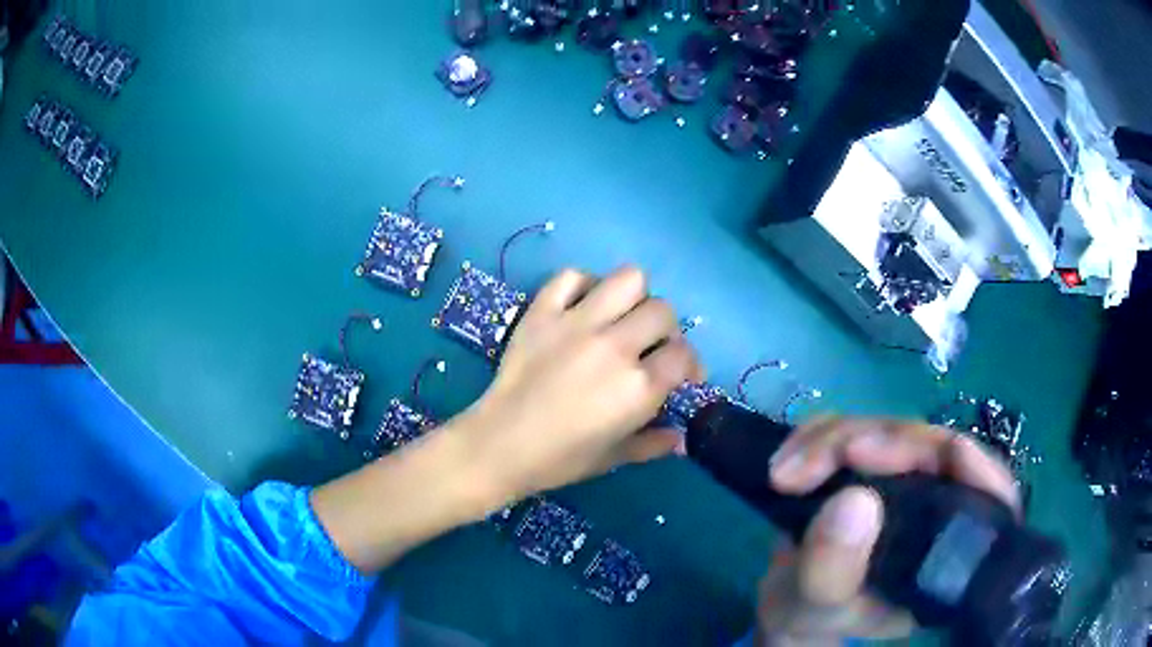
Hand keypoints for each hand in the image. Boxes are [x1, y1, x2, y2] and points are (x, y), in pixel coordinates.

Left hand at [458, 266, 702, 503]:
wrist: (500, 444)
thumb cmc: (560, 459)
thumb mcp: (615, 457)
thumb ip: (653, 444)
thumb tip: (682, 440)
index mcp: (638, 386)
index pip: (683, 354)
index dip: (690, 364)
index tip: (683, 375)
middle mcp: (615, 346)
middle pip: (662, 311)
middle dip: (666, 330)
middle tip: (650, 347)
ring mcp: (577, 323)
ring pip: (628, 279)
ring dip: (634, 297)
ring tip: (622, 317)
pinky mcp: (543, 312)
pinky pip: (571, 277)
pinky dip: (583, 285)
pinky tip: (582, 306)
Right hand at [755, 418, 1019, 645]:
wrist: (792, 604)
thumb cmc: (812, 615)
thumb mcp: (814, 609)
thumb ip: (832, 571)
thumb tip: (855, 500)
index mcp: (949, 553)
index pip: (989, 493)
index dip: (959, 461)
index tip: (890, 457)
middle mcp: (943, 509)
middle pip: (933, 448)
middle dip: (869, 445)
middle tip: (808, 467)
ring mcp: (914, 481)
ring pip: (894, 429)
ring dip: (834, 438)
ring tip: (784, 471)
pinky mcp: (884, 464)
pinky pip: (862, 425)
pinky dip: (822, 434)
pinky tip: (789, 458)